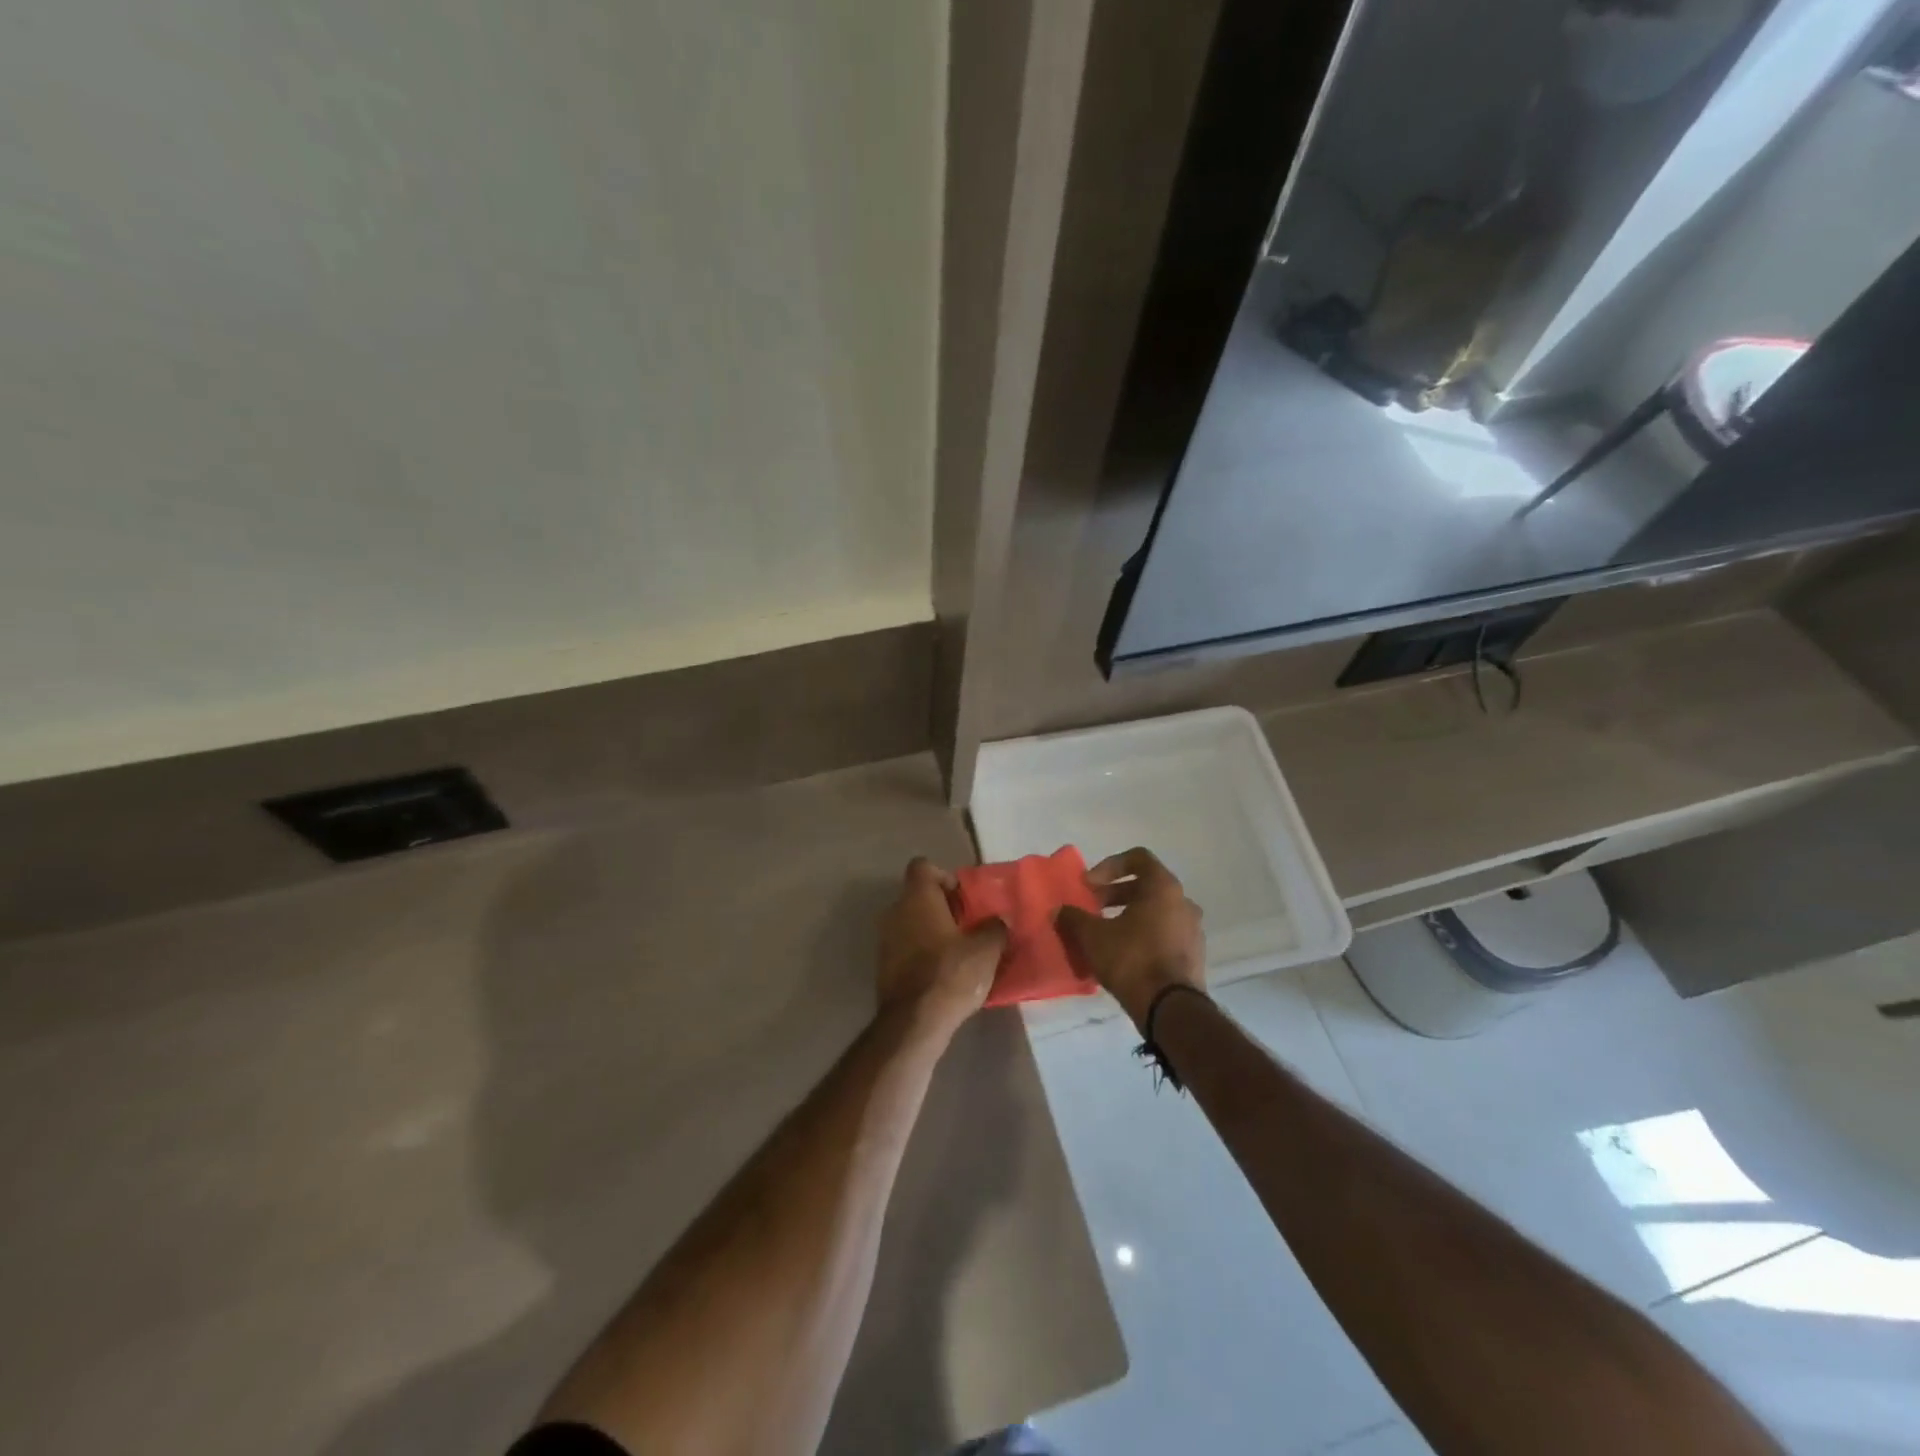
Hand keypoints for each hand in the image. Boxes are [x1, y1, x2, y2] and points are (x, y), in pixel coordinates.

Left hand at [876, 858, 1007, 1041]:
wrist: (913, 1023)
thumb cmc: (951, 974)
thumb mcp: (986, 949)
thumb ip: (995, 927)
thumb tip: (998, 920)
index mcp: (917, 898)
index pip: (923, 866)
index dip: (945, 876)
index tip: (964, 898)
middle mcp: (895, 911)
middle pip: (919, 896)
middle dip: (944, 907)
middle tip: (969, 926)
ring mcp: (885, 939)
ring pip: (912, 922)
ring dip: (933, 931)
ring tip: (960, 952)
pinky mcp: (884, 966)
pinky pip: (906, 947)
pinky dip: (923, 952)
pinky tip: (944, 973)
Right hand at [1055, 847, 1205, 1030]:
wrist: (1171, 1009)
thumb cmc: (1132, 960)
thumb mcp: (1093, 937)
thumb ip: (1074, 918)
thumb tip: (1059, 911)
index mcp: (1163, 887)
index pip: (1138, 858)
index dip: (1109, 866)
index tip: (1089, 885)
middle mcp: (1183, 902)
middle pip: (1145, 885)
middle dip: (1114, 894)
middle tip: (1091, 908)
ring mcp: (1192, 929)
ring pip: (1155, 911)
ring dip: (1128, 915)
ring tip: (1104, 933)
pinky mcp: (1193, 954)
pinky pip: (1164, 933)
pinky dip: (1143, 934)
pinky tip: (1122, 954)